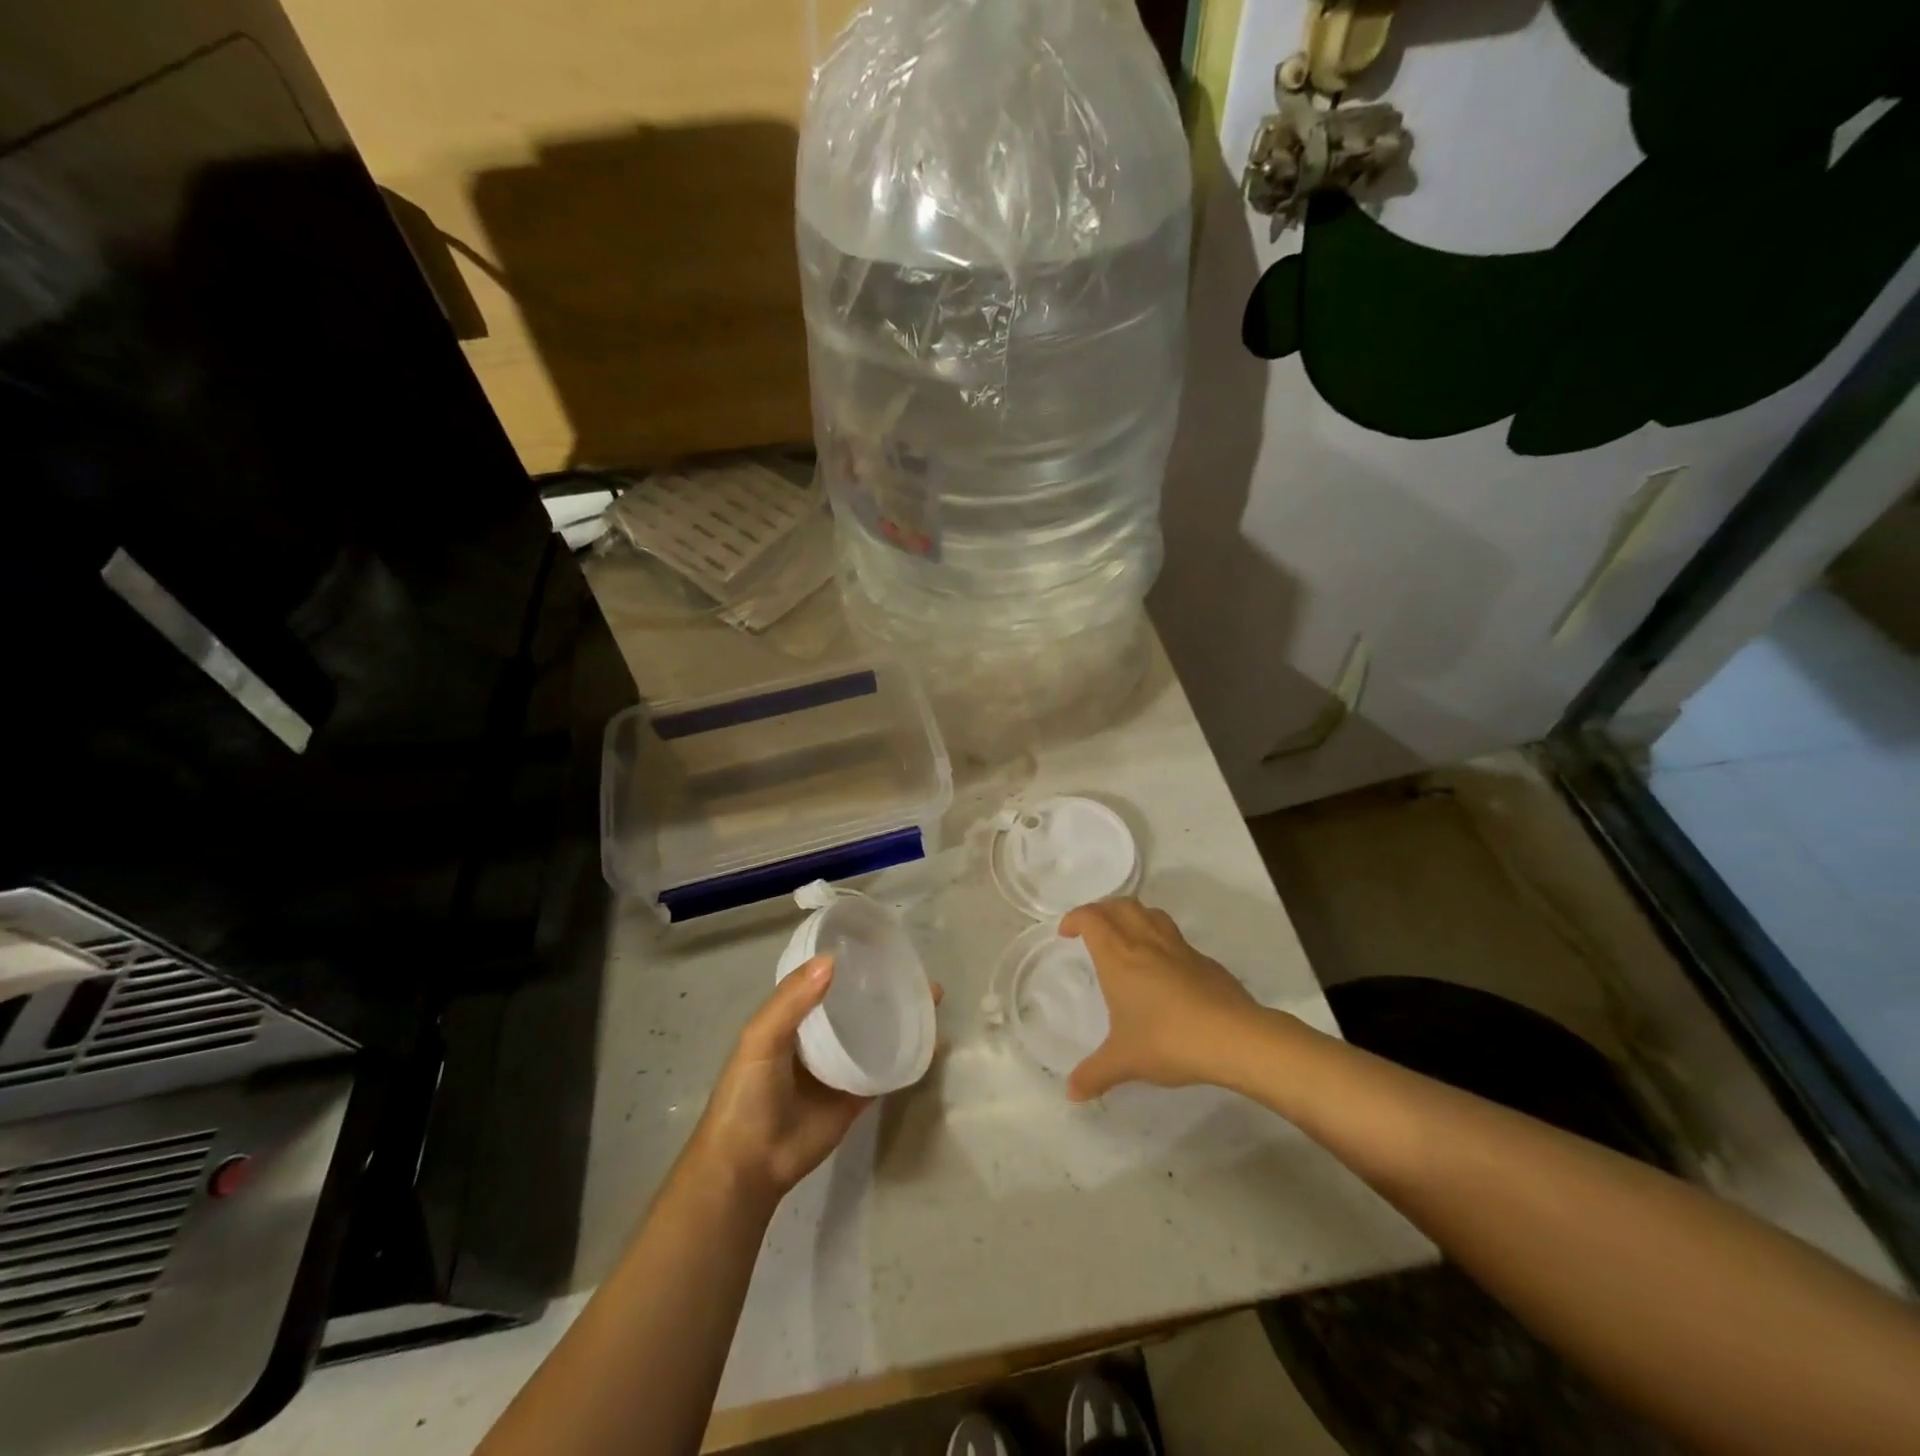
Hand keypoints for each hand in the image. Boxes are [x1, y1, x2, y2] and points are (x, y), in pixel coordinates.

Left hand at [690, 958, 941, 1205]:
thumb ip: (791, 1001)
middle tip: (916, 968)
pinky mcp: (858, 1094)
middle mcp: (819, 1035)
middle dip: (883, 985)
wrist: (752, 1164)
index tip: (880, 940)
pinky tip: (932, 1039)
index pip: (824, 978)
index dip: (848, 959)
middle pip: (856, 1002)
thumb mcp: (760, 1039)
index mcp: (792, 1016)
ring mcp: (841, 1064)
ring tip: (932, 995)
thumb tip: (832, 960)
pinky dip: (907, 1054)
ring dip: (900, 1014)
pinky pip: (886, 1069)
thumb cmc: (748, 1094)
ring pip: (875, 1031)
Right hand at [1060, 898, 1257, 1101]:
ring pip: (1150, 912)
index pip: (1091, 918)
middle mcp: (1145, 941)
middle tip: (1093, 929)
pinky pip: (1174, 936)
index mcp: (1118, 955)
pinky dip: (1159, 938)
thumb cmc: (1167, 1040)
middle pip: (1120, 905)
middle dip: (1102, 910)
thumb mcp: (1124, 1061)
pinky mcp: (1203, 959)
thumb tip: (1071, 1093)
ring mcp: (1178, 947)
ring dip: (1132, 916)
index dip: (1075, 918)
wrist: (1233, 1037)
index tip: (1066, 933)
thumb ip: (1094, 1073)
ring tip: (1125, 937)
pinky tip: (1162, 967)